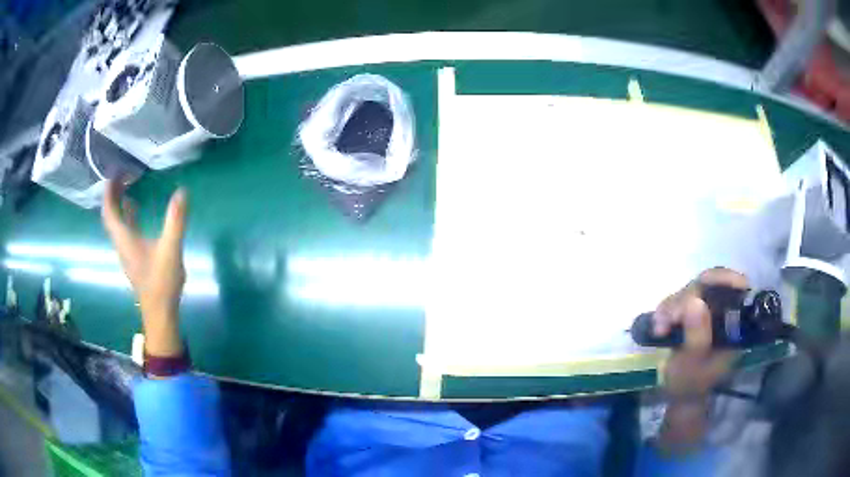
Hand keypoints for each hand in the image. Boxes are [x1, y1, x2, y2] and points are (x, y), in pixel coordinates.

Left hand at [101, 180, 187, 357]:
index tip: (113, 174)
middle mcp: (122, 244)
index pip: (109, 212)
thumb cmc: (161, 282)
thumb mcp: (170, 249)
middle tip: (121, 175)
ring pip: (116, 223)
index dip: (108, 192)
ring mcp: (127, 252)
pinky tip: (135, 209)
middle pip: (110, 216)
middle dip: (112, 195)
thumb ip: (175, 220)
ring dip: (118, 204)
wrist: (160, 312)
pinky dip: (126, 216)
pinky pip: (124, 230)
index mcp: (125, 239)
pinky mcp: (134, 258)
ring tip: (126, 187)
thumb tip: (182, 192)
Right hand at [652, 267, 745, 453]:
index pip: (734, 287)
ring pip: (693, 290)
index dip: (719, 280)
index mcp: (736, 323)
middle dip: (686, 298)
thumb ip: (696, 336)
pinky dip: (668, 309)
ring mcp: (710, 310)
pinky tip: (659, 325)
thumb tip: (694, 301)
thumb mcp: (693, 365)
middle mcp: (726, 311)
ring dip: (673, 305)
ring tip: (659, 328)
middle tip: (669, 319)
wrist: (682, 396)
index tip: (699, 287)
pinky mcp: (696, 312)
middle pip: (710, 284)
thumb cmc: (691, 385)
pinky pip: (682, 300)